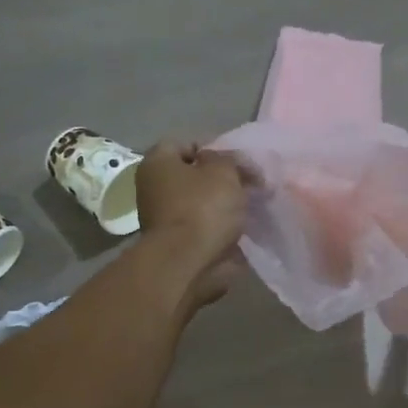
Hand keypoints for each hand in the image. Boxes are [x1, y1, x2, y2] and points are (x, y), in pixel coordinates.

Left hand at [135, 141, 252, 311]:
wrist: (188, 264)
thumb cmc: (202, 208)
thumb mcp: (224, 171)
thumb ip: (231, 159)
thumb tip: (231, 164)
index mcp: (158, 164)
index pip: (186, 144)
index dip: (214, 148)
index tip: (239, 161)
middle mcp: (155, 189)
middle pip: (195, 175)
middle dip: (223, 179)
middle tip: (250, 183)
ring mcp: (165, 219)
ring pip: (202, 203)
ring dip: (225, 204)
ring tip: (253, 205)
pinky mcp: (179, 244)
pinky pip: (206, 227)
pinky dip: (223, 227)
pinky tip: (244, 227)